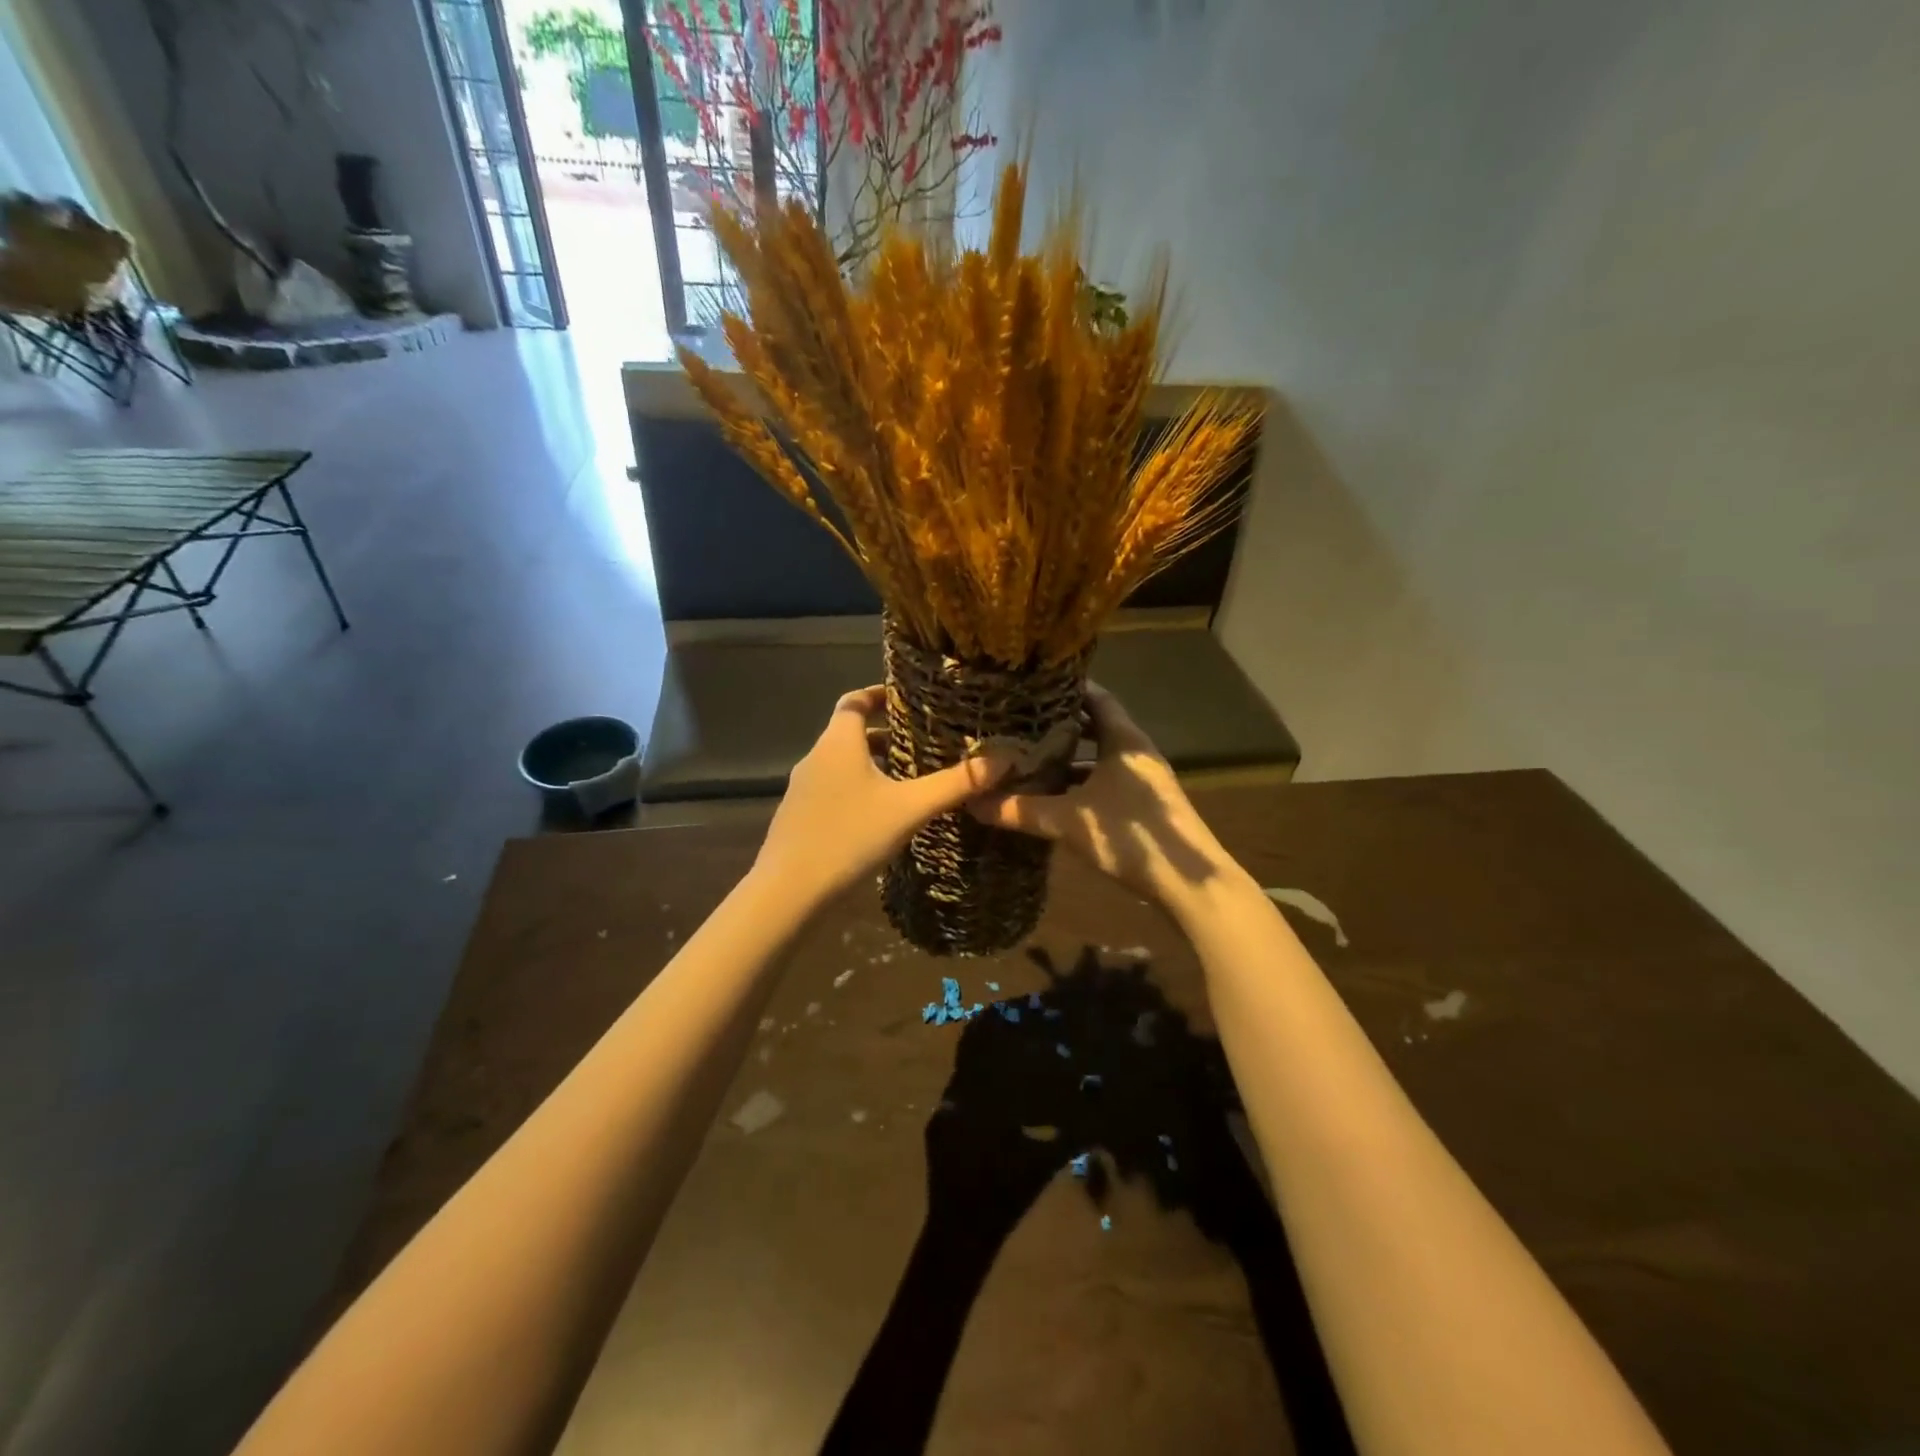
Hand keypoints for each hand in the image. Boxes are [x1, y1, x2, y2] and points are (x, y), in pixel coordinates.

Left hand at [753, 686, 1016, 905]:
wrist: (789, 892)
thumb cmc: (850, 837)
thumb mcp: (910, 809)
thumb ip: (956, 784)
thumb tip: (1004, 760)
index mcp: (838, 742)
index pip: (854, 700)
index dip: (878, 694)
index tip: (907, 699)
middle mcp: (815, 758)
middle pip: (850, 733)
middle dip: (885, 735)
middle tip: (922, 744)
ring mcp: (802, 790)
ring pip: (841, 764)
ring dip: (872, 765)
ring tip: (907, 781)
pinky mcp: (798, 818)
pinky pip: (832, 791)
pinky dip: (857, 790)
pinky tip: (879, 818)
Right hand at [970, 684, 1243, 912]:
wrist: (1188, 884)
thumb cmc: (1130, 836)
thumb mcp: (1069, 821)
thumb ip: (1021, 811)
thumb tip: (974, 803)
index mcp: (1124, 740)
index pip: (1095, 697)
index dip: (1065, 689)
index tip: (1031, 687)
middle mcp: (1136, 752)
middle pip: (1095, 727)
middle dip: (1059, 727)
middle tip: (1019, 724)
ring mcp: (1143, 780)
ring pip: (1099, 759)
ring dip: (1068, 760)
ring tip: (1029, 759)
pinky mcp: (1144, 807)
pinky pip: (1105, 782)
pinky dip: (1080, 785)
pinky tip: (1054, 798)